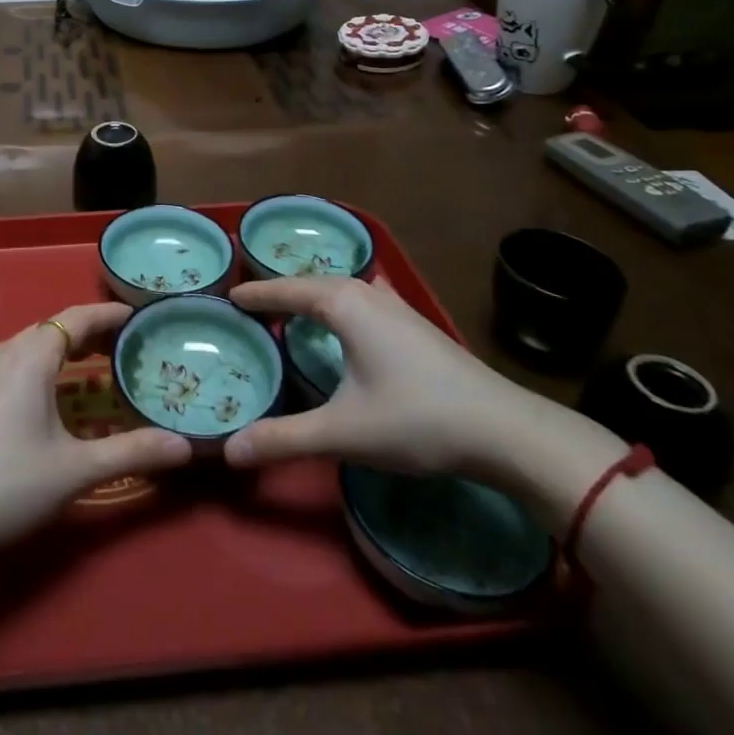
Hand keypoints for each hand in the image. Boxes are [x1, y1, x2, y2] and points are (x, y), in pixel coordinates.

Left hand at [0, 303, 192, 559]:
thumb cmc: (6, 485)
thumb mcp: (75, 470)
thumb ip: (132, 452)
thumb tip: (185, 447)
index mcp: (30, 355)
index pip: (77, 317)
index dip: (109, 314)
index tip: (140, 316)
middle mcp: (4, 351)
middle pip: (56, 329)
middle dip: (93, 335)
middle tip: (130, 349)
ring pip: (34, 348)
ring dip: (68, 354)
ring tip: (101, 371)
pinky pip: (17, 365)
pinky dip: (46, 369)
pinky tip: (57, 400)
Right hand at [224, 275, 540, 478]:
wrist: (505, 430)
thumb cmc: (416, 420)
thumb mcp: (343, 432)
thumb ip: (284, 439)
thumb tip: (228, 451)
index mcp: (344, 304)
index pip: (287, 290)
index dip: (257, 294)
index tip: (228, 296)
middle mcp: (367, 293)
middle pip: (313, 283)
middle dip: (281, 291)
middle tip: (251, 304)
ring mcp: (396, 307)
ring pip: (342, 288)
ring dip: (313, 294)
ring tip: (291, 307)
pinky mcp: (415, 324)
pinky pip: (362, 299)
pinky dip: (340, 303)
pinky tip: (348, 318)